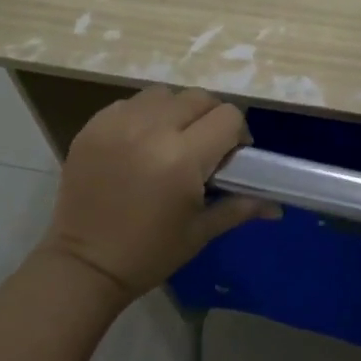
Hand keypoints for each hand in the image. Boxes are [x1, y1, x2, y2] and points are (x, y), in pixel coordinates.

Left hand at [38, 86, 278, 309]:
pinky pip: (130, 103)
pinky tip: (140, 143)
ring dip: (176, 111)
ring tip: (171, 140)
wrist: (83, 265)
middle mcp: (151, 130)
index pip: (228, 116)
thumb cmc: (149, 253)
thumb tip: (277, 206)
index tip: (230, 156)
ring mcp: (117, 124)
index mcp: (182, 158)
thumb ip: (240, 207)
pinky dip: (143, 116)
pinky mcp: (93, 126)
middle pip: (198, 98)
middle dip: (210, 118)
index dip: (237, 134)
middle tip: (204, 148)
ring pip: (164, 95)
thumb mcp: (200, 231)